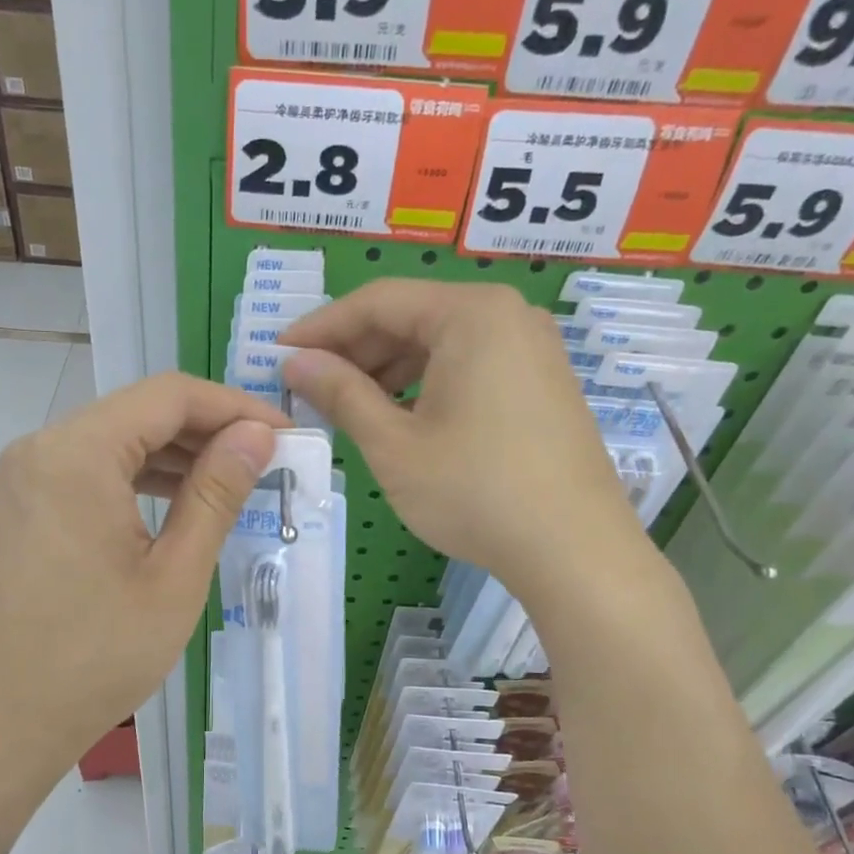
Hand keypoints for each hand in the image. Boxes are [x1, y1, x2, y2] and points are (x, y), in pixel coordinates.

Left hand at [0, 373, 288, 797]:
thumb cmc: (93, 657)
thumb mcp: (173, 576)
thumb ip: (216, 494)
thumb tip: (256, 436)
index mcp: (77, 452)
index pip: (170, 395)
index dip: (236, 407)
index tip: (288, 436)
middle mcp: (42, 448)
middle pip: (140, 412)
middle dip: (209, 431)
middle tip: (270, 463)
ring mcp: (25, 479)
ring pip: (116, 442)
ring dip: (177, 456)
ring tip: (234, 485)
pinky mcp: (23, 509)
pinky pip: (91, 473)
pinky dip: (139, 481)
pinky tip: (179, 507)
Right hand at [279, 279, 658, 606]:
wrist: (574, 551)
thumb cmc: (474, 492)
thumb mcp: (393, 445)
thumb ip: (340, 394)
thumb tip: (295, 362)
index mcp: (471, 314)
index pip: (377, 302)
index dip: (321, 327)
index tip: (279, 355)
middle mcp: (507, 316)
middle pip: (412, 317)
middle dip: (355, 351)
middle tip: (310, 387)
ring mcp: (532, 349)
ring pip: (440, 345)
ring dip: (388, 371)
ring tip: (348, 407)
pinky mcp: (542, 384)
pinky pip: (470, 367)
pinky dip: (426, 386)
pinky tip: (400, 419)